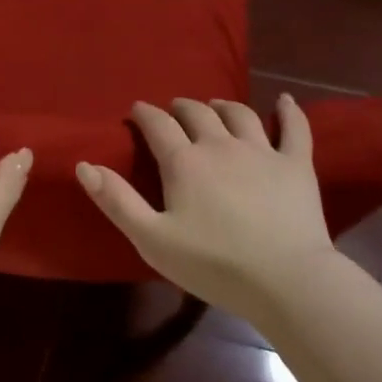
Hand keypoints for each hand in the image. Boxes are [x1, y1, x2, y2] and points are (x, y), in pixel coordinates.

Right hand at [76, 95, 338, 318]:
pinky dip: (289, 111)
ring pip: (239, 114)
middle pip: (197, 113)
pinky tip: (285, 100)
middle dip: (181, 108)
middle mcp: (220, 145)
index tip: (137, 111)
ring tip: (215, 107)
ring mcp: (262, 151)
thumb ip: (117, 201)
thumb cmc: (214, 265)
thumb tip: (84, 164)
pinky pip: (294, 128)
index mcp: (184, 161)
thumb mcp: (152, 240)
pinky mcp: (297, 165)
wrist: (286, 280)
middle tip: (173, 112)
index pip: (157, 124)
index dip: (144, 114)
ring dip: (222, 106)